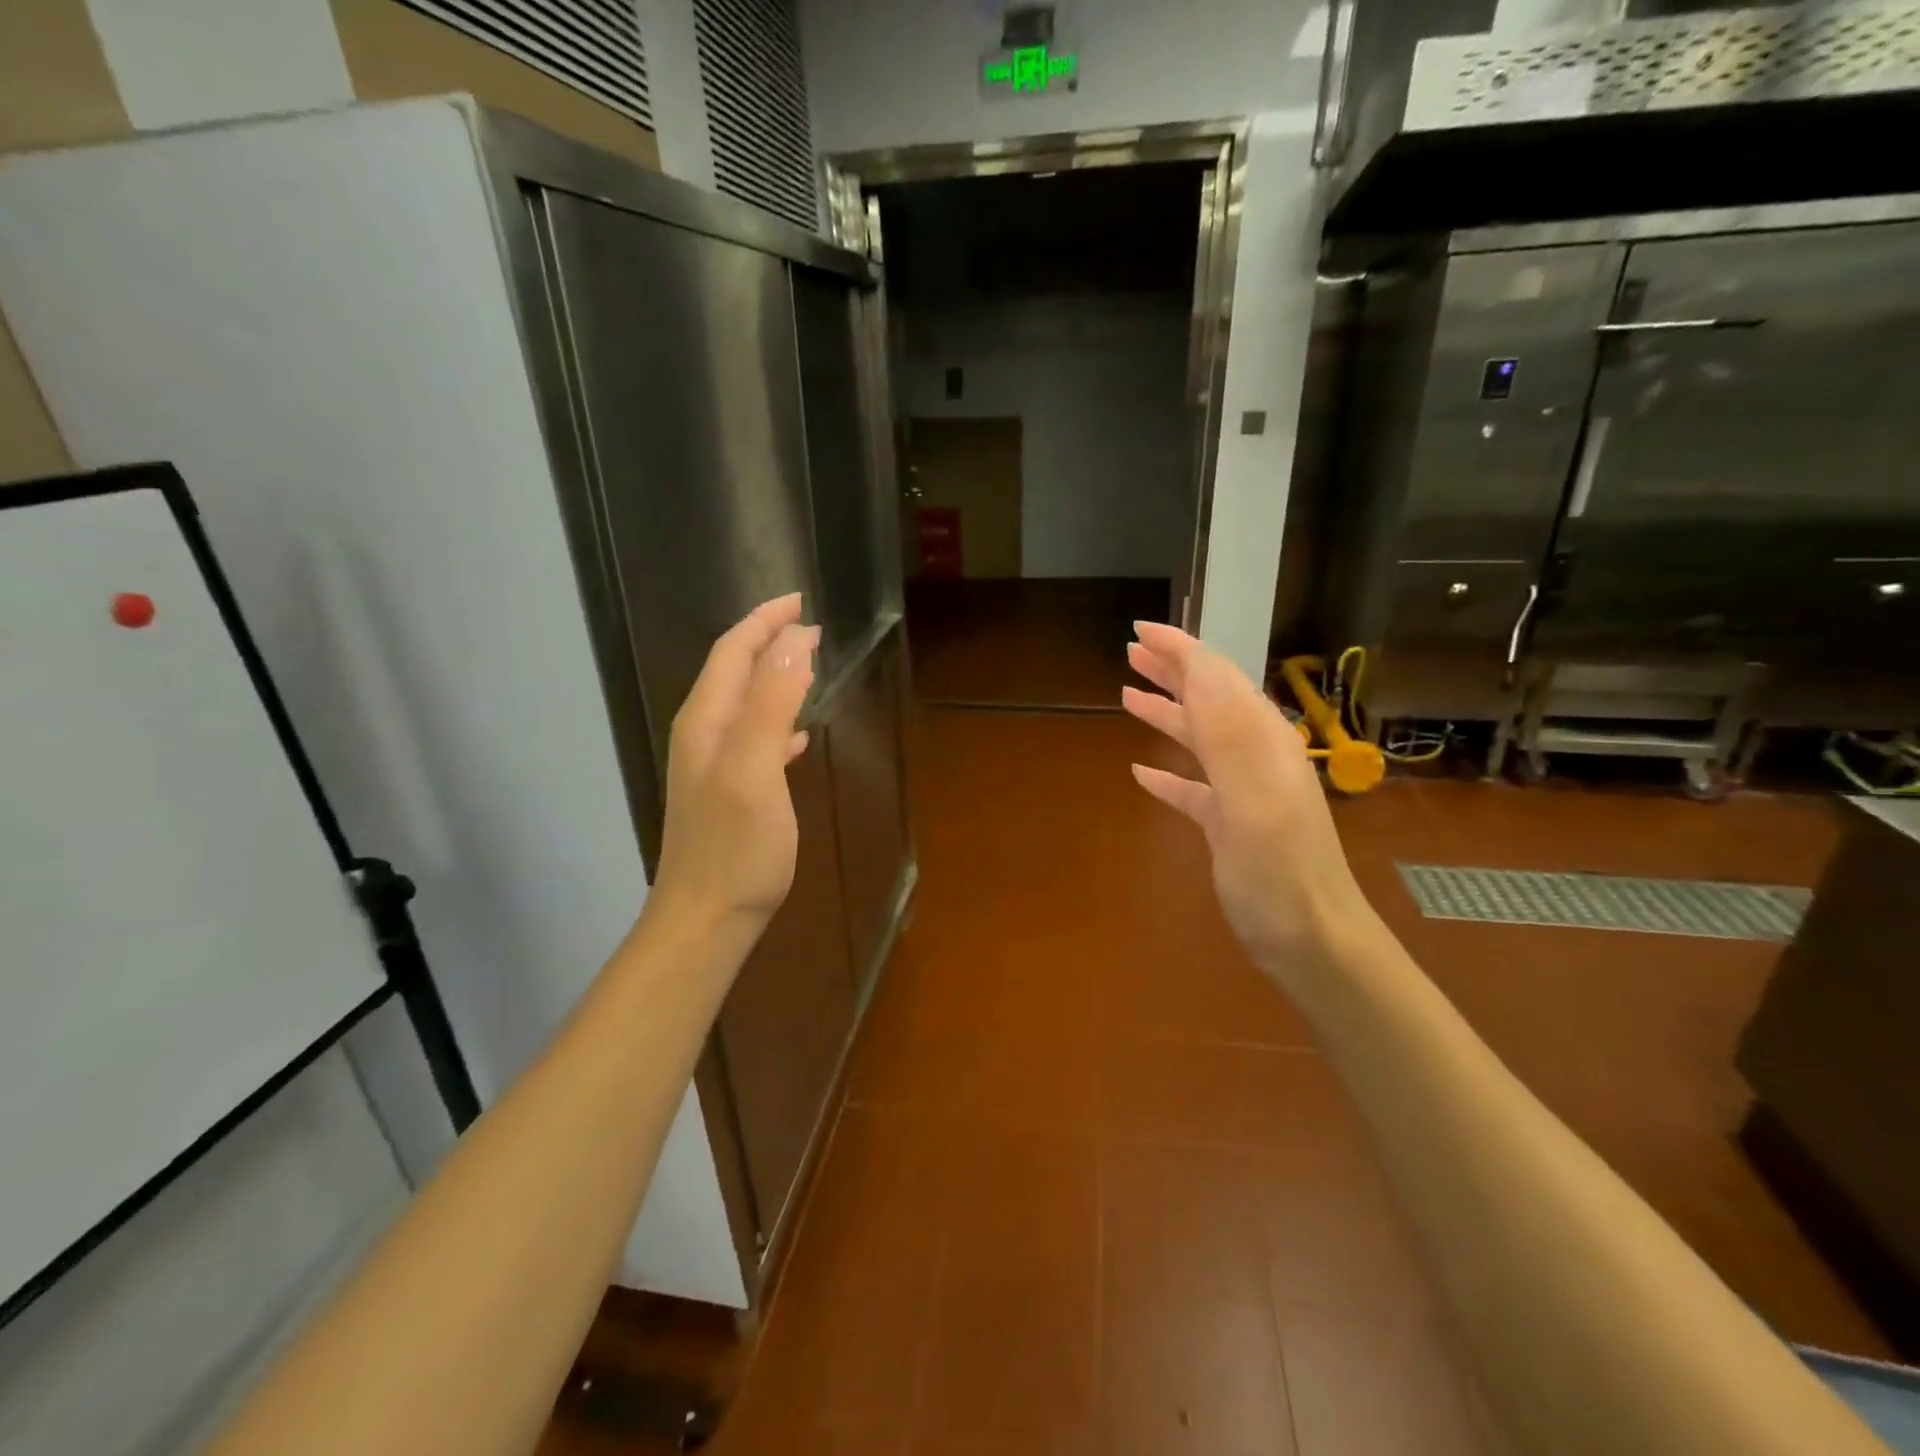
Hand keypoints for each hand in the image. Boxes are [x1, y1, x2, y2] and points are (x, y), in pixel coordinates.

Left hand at [652, 594, 818, 932]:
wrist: (706, 918)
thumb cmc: (736, 847)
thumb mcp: (755, 769)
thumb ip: (772, 704)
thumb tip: (796, 642)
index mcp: (707, 721)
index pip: (733, 652)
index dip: (764, 622)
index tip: (802, 601)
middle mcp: (704, 734)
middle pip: (734, 671)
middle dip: (769, 641)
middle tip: (810, 625)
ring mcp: (714, 765)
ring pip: (745, 702)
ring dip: (774, 676)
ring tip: (809, 663)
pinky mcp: (730, 791)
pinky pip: (755, 736)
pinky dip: (778, 719)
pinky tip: (798, 733)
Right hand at [1121, 622, 1371, 988]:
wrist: (1314, 943)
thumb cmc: (1280, 875)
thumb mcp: (1254, 803)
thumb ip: (1229, 735)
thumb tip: (1201, 668)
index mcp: (1261, 743)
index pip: (1218, 679)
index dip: (1181, 650)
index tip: (1141, 631)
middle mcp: (1255, 757)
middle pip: (1209, 700)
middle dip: (1172, 671)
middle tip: (1131, 652)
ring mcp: (1243, 792)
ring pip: (1199, 738)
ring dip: (1166, 712)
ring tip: (1128, 694)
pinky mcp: (1231, 825)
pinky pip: (1193, 787)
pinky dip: (1167, 773)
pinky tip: (1141, 772)